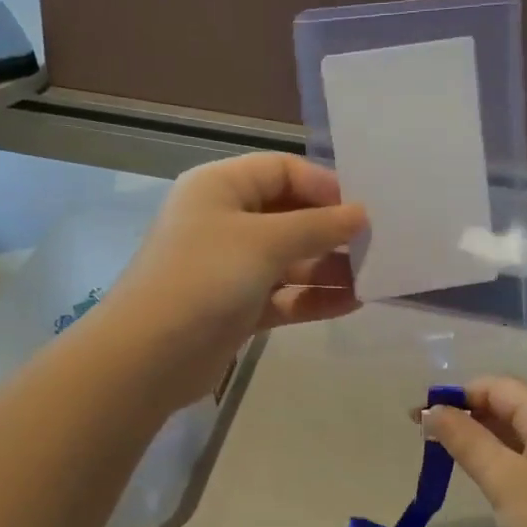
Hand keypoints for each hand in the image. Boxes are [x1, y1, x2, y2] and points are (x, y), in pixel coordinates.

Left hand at [100, 154, 366, 409]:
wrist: (149, 356)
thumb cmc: (204, 279)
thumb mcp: (263, 242)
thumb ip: (317, 226)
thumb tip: (361, 215)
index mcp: (221, 188)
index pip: (281, 170)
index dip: (323, 185)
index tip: (362, 209)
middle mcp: (225, 221)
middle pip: (290, 215)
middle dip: (332, 230)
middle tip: (377, 245)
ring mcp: (232, 267)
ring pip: (291, 260)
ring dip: (330, 268)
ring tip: (374, 278)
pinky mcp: (239, 308)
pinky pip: (285, 295)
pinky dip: (314, 298)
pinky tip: (353, 304)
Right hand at [419, 377, 526, 526]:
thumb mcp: (504, 480)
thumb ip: (466, 440)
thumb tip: (433, 410)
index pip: (497, 387)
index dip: (456, 395)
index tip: (417, 417)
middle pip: (507, 407)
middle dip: (465, 416)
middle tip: (422, 438)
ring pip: (514, 435)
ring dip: (478, 440)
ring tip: (441, 455)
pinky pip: (523, 460)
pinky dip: (496, 461)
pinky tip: (476, 476)